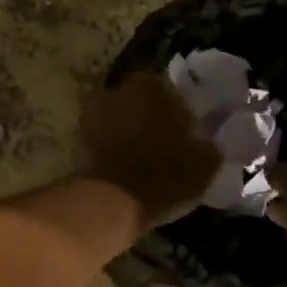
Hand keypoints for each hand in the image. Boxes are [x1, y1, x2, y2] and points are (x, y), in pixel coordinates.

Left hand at [80, 72, 221, 227]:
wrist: (112, 202)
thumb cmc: (165, 174)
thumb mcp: (206, 162)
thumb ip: (208, 143)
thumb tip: (207, 140)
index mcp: (151, 84)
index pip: (171, 88)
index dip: (180, 110)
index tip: (187, 130)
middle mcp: (118, 88)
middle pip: (141, 99)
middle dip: (151, 115)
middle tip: (166, 142)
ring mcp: (93, 112)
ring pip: (120, 116)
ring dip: (129, 130)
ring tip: (144, 156)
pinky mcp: (78, 137)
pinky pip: (104, 137)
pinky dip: (113, 146)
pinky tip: (126, 166)